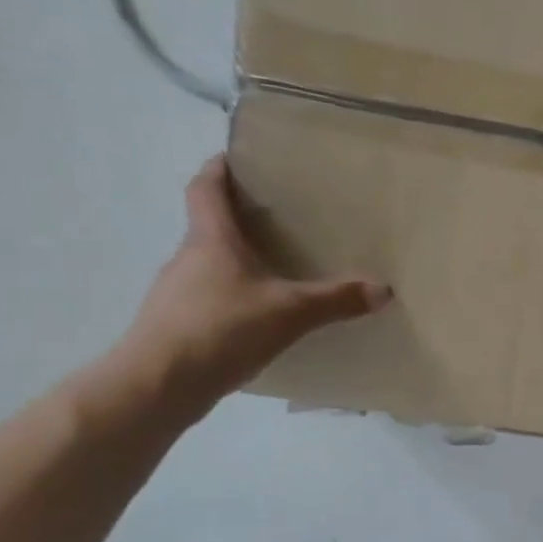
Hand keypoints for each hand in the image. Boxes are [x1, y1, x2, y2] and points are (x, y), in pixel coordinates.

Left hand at [110, 156, 389, 416]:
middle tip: (280, 221)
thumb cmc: (221, 329)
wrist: (158, 384)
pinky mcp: (176, 325)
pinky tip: (258, 319)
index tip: (237, 158)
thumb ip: (337, 300)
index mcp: (211, 240)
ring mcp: (177, 293)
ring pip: (210, 265)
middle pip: (210, 227)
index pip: (206, 188)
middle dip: (240, 220)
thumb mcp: (291, 312)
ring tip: (277, 273)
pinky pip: (209, 299)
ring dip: (237, 263)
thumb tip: (384, 289)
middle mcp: (188, 258)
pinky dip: (232, 298)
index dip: (219, 169)